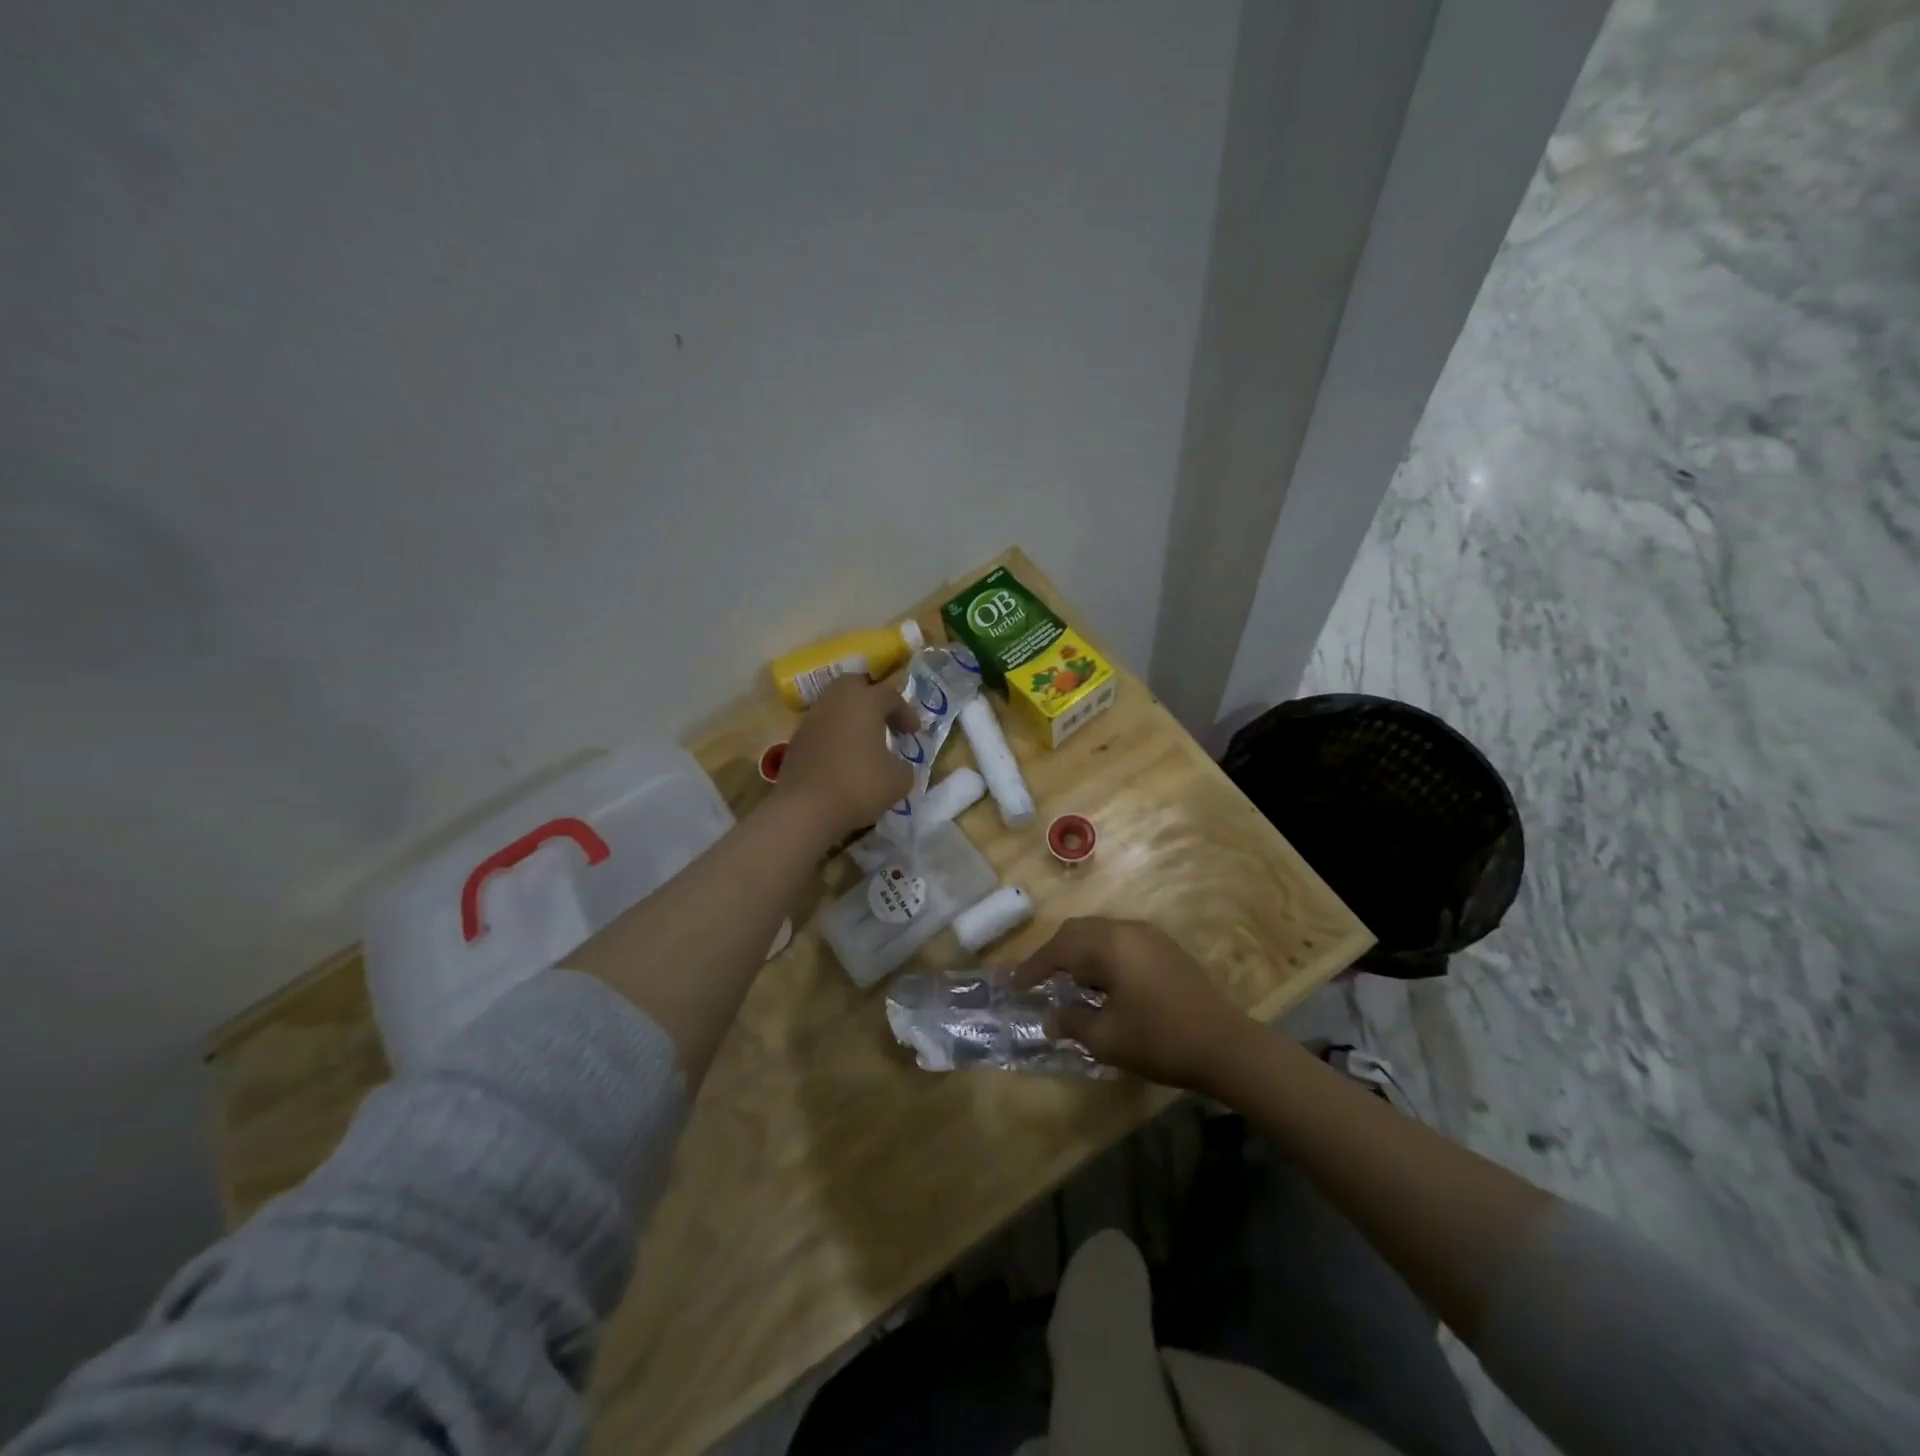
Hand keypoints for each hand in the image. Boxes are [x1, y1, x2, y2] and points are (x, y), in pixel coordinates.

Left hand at [776, 674, 919, 840]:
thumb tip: (898, 766)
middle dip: (872, 700)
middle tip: (885, 722)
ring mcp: (811, 719)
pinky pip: (822, 728)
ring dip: (852, 719)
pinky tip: (844, 759)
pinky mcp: (796, 740)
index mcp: (864, 700)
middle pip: (855, 686)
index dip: (906, 713)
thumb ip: (905, 766)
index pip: (891, 696)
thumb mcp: (899, 779)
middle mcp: (835, 701)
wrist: (805, 808)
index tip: (914, 733)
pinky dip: (836, 736)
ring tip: (865, 743)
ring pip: (835, 706)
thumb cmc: (859, 785)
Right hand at [1013, 917, 1256, 1092]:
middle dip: (1053, 953)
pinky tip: (1102, 984)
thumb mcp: (1107, 1039)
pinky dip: (1101, 956)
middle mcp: (1128, 930)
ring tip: (1067, 982)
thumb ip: (1072, 1023)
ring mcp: (1151, 936)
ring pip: (1101, 934)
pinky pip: (1121, 942)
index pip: (1059, 948)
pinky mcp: (1166, 949)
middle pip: (1078, 931)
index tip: (1013, 984)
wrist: (1227, 1046)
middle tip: (1036, 977)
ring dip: (1079, 953)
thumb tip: (1050, 1018)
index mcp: (1110, 945)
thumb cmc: (1160, 1040)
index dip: (1033, 966)